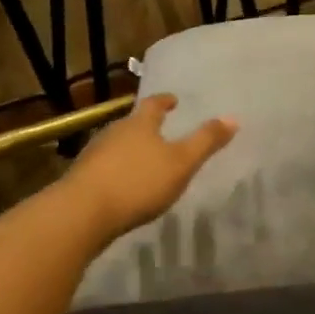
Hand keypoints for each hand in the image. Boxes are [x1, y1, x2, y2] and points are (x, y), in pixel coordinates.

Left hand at [65, 95, 237, 241]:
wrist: (81, 214)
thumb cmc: (138, 182)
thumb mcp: (181, 163)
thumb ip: (206, 142)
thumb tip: (233, 117)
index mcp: (139, 124)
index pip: (153, 104)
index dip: (165, 101)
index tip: (173, 99)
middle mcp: (113, 133)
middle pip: (132, 124)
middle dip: (146, 126)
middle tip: (161, 130)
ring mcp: (94, 155)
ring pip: (117, 145)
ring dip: (131, 149)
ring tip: (145, 159)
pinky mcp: (81, 179)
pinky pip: (105, 168)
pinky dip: (118, 170)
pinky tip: (124, 185)